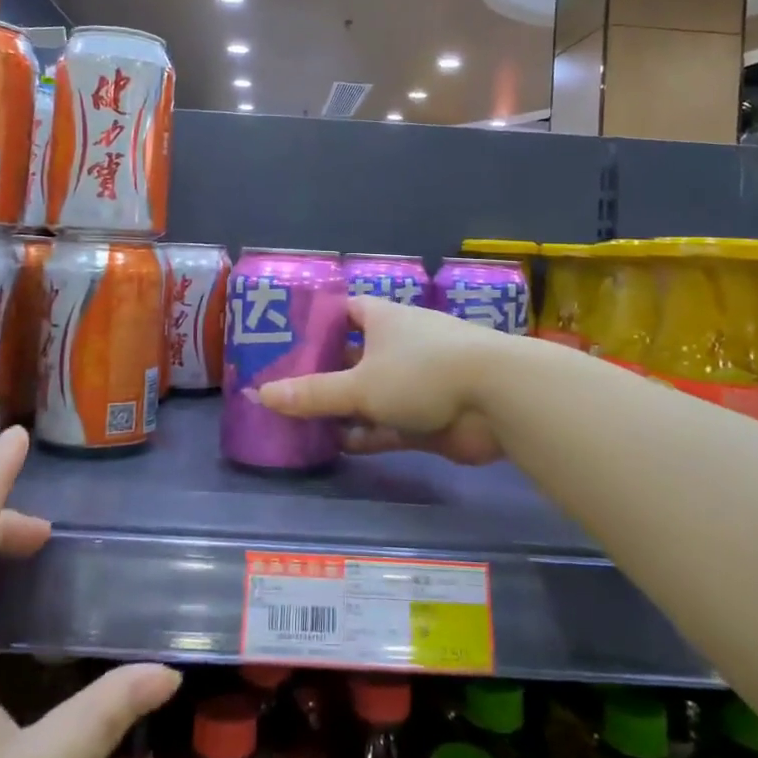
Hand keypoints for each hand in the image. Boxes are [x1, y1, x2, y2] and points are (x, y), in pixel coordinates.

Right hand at [258, 297, 504, 463]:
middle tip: (283, 389)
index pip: (343, 312)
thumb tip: (262, 394)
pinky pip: (387, 424)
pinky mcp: (427, 416)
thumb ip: (313, 393)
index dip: (316, 324)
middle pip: (352, 356)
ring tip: (301, 422)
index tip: (285, 340)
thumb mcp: (360, 384)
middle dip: (323, 372)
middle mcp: (397, 345)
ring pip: (369, 394)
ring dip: (342, 408)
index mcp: (381, 319)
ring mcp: (414, 382)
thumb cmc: (421, 371)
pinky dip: (365, 434)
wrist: (495, 398)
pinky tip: (337, 446)